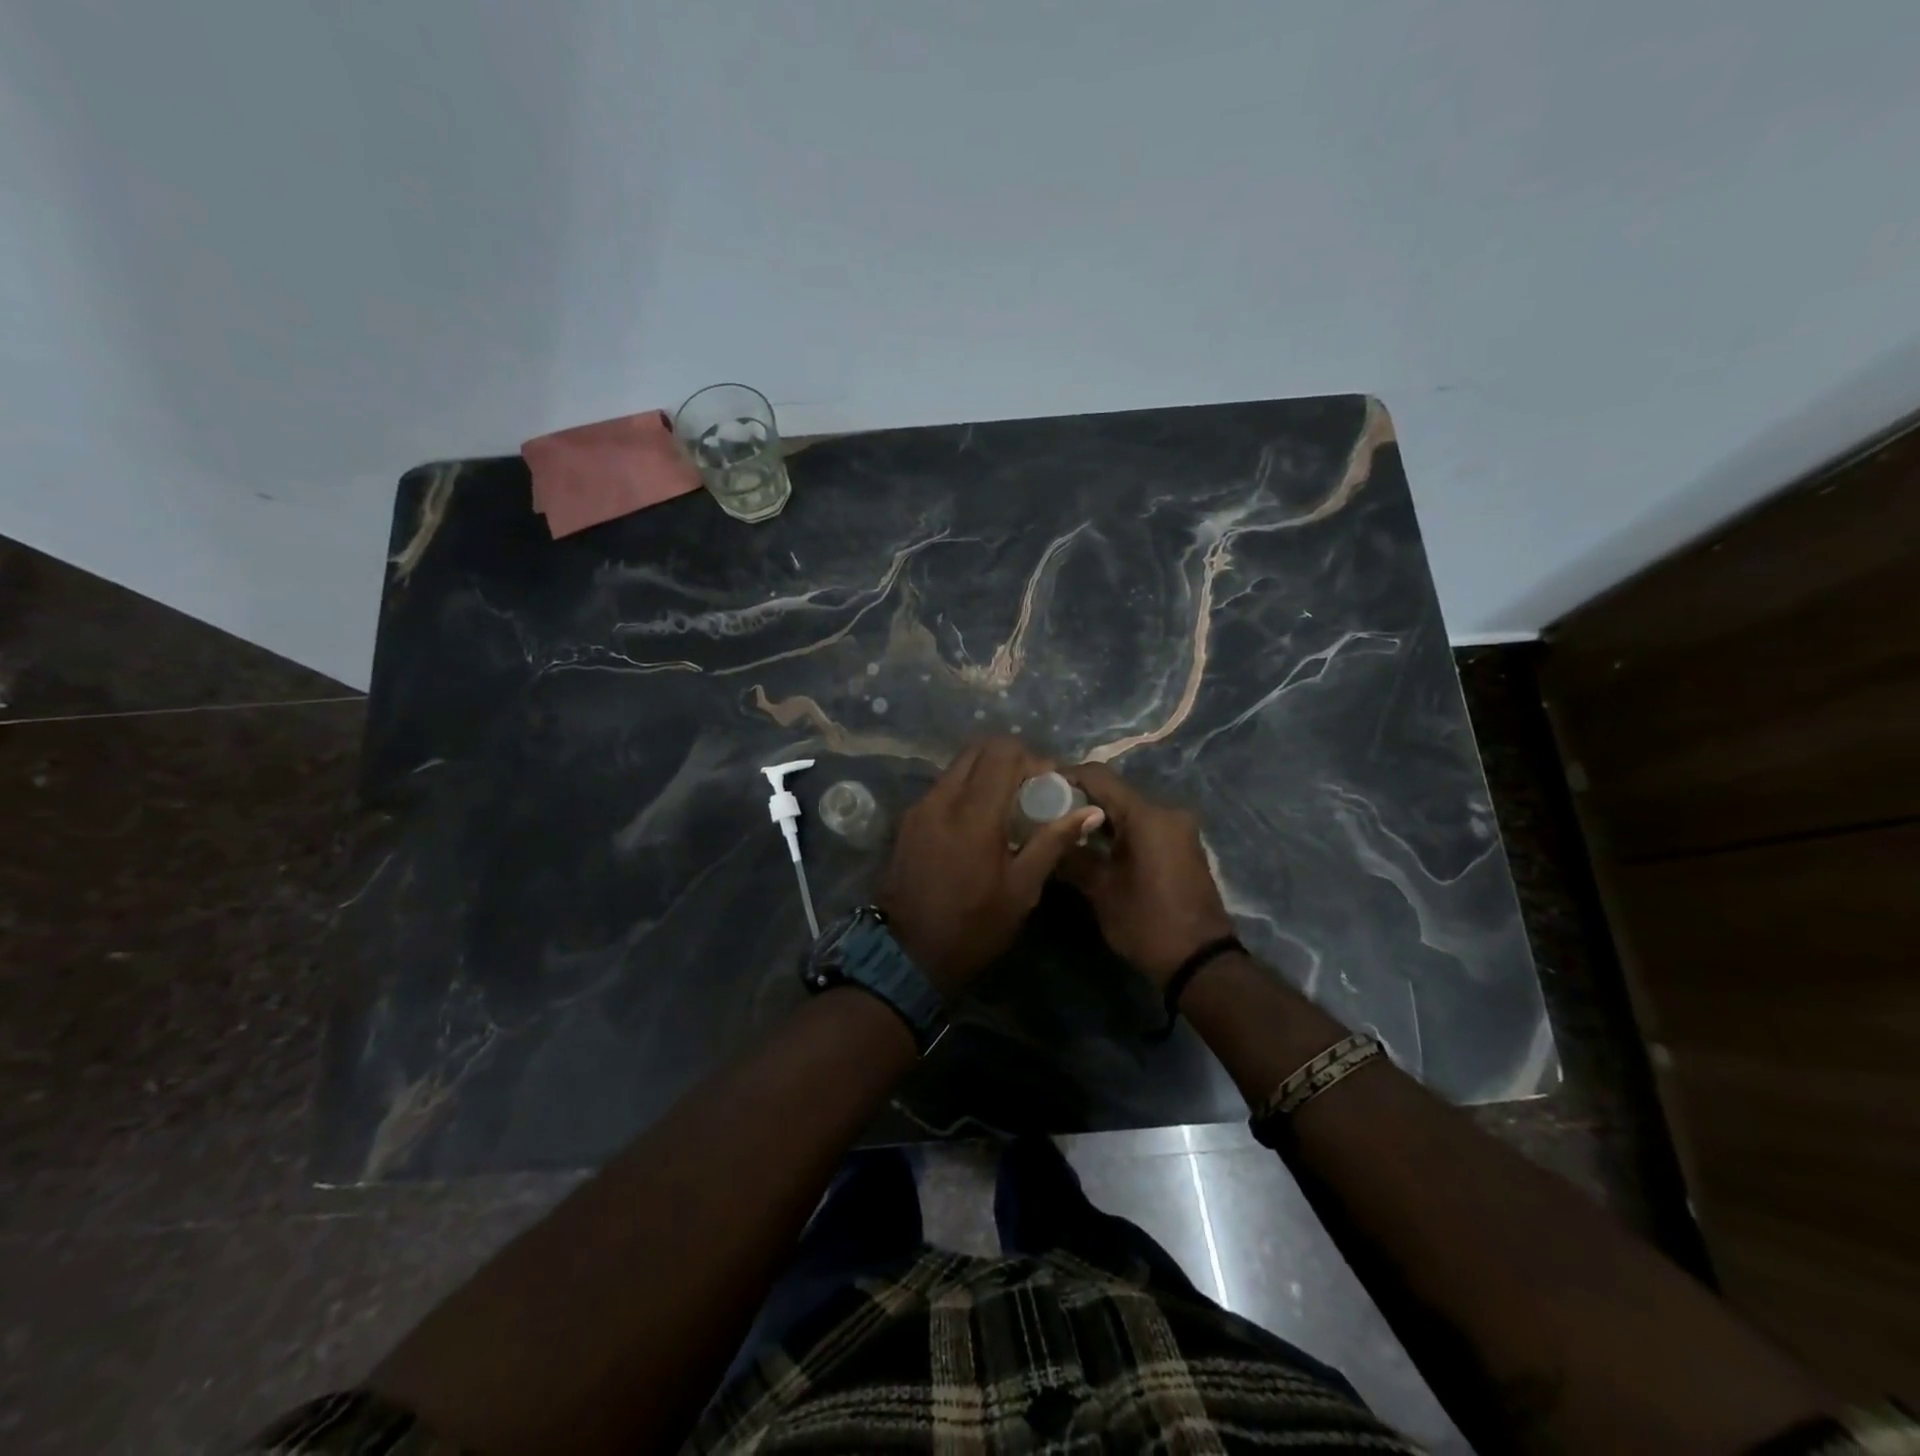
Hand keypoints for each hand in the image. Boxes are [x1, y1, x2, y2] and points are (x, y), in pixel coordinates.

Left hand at [877, 737, 1103, 997]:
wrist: (907, 955)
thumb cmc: (973, 927)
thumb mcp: (1022, 890)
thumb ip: (1053, 842)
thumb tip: (1091, 811)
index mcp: (973, 814)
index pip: (1002, 752)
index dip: (1031, 759)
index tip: (1048, 784)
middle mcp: (942, 799)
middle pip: (977, 749)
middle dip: (1008, 759)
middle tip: (1029, 789)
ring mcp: (920, 807)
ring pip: (957, 767)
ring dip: (986, 774)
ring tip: (1006, 807)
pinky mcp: (909, 820)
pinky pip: (943, 787)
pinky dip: (966, 790)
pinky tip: (979, 822)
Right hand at [1058, 762, 1236, 988]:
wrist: (1201, 962)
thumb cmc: (1147, 923)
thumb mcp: (1100, 891)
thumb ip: (1072, 856)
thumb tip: (1045, 837)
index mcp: (1147, 816)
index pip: (1099, 777)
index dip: (1066, 776)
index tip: (1039, 786)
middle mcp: (1166, 812)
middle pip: (1114, 792)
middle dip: (1079, 800)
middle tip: (1046, 813)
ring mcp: (1178, 828)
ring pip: (1128, 809)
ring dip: (1099, 817)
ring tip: (1064, 831)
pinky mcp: (1182, 845)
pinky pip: (1143, 826)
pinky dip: (1118, 830)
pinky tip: (1094, 847)